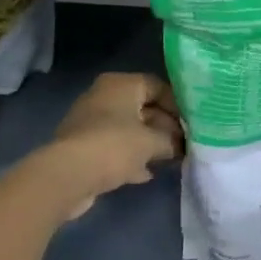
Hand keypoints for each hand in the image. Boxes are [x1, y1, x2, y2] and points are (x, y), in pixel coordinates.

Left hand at [47, 72, 182, 219]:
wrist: (68, 175)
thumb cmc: (114, 145)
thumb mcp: (151, 142)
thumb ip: (170, 141)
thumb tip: (179, 145)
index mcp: (120, 84)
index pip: (157, 86)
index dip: (177, 105)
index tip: (192, 124)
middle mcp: (104, 96)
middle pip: (143, 107)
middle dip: (164, 127)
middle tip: (184, 144)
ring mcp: (91, 121)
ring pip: (129, 128)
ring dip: (149, 143)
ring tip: (171, 158)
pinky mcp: (84, 146)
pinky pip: (115, 146)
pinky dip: (131, 157)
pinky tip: (146, 173)